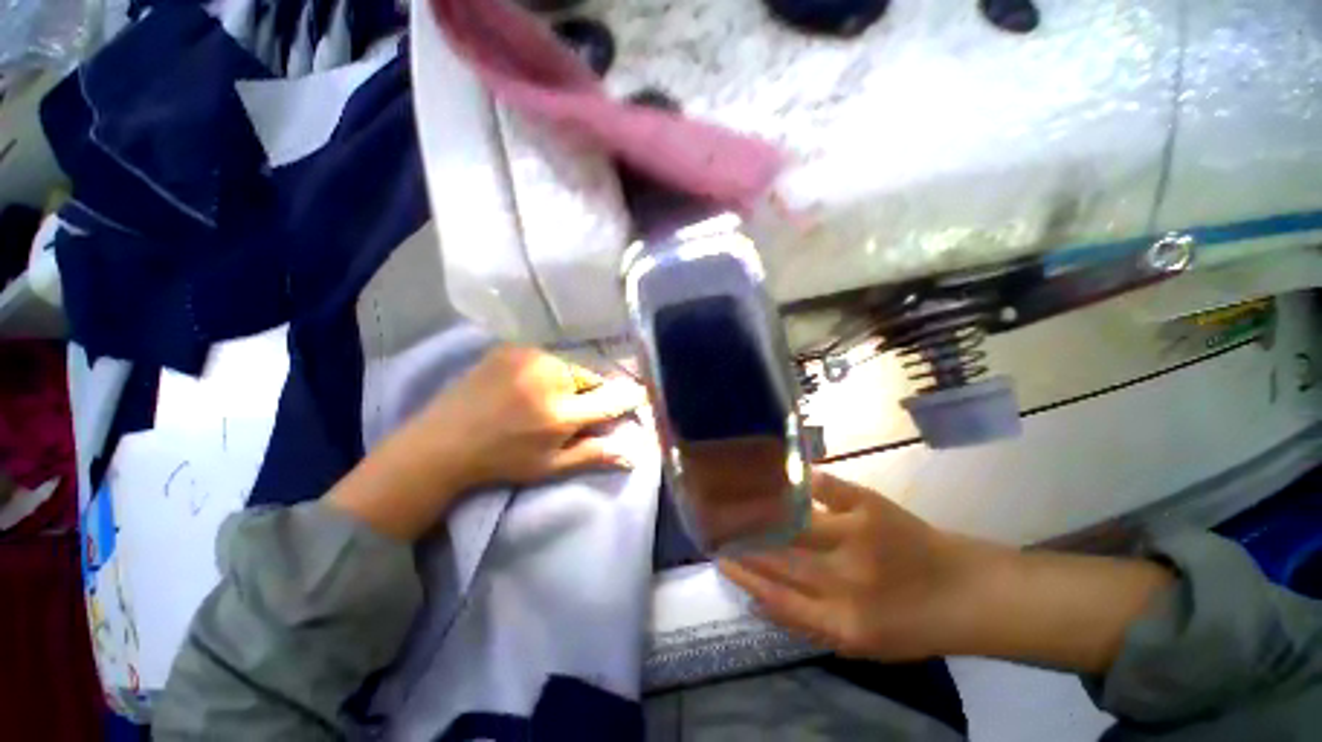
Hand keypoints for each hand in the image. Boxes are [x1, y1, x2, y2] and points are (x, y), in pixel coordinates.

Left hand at [328, 345, 644, 539]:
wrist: (447, 440)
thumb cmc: (500, 461)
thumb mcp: (548, 466)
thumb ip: (592, 454)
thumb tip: (634, 451)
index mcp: (563, 412)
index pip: (613, 398)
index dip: (627, 399)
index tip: (634, 400)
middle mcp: (551, 376)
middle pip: (589, 378)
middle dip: (589, 393)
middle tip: (570, 413)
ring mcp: (528, 357)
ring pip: (564, 365)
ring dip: (564, 380)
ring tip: (541, 400)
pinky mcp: (509, 348)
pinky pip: (540, 357)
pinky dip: (540, 369)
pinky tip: (521, 388)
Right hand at [720, 471, 1172, 671]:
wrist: (966, 592)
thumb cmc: (914, 627)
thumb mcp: (859, 645)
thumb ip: (812, 626)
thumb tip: (767, 599)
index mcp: (837, 620)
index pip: (774, 596)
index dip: (743, 576)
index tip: (719, 559)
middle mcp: (842, 579)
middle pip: (777, 557)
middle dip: (741, 540)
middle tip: (711, 524)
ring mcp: (858, 538)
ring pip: (795, 523)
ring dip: (761, 511)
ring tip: (734, 497)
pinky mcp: (876, 508)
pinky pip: (831, 490)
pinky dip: (806, 482)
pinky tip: (786, 474)